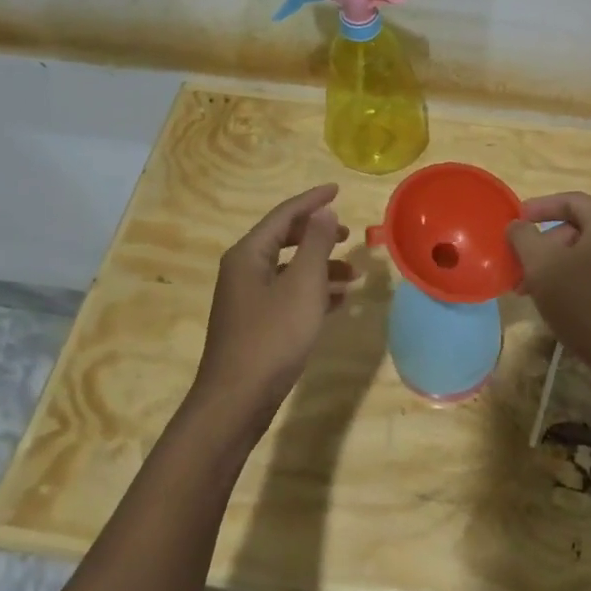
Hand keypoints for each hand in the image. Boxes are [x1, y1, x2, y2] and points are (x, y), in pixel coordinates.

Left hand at [192, 184, 352, 428]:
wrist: (237, 401)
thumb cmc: (272, 337)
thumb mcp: (303, 285)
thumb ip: (316, 245)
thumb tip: (324, 212)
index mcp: (249, 254)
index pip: (284, 215)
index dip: (312, 201)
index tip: (338, 189)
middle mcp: (243, 270)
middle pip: (284, 239)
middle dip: (318, 235)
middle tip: (349, 234)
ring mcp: (247, 299)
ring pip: (289, 270)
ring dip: (321, 267)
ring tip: (353, 274)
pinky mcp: (255, 324)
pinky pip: (288, 294)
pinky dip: (313, 292)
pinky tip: (339, 302)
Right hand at [506, 192, 590, 387]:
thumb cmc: (589, 306)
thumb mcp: (544, 268)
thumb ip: (524, 238)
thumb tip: (517, 225)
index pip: (569, 200)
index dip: (537, 208)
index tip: (513, 223)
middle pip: (578, 229)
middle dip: (544, 247)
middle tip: (519, 272)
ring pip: (588, 256)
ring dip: (556, 269)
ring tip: (533, 294)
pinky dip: (576, 283)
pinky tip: (561, 308)